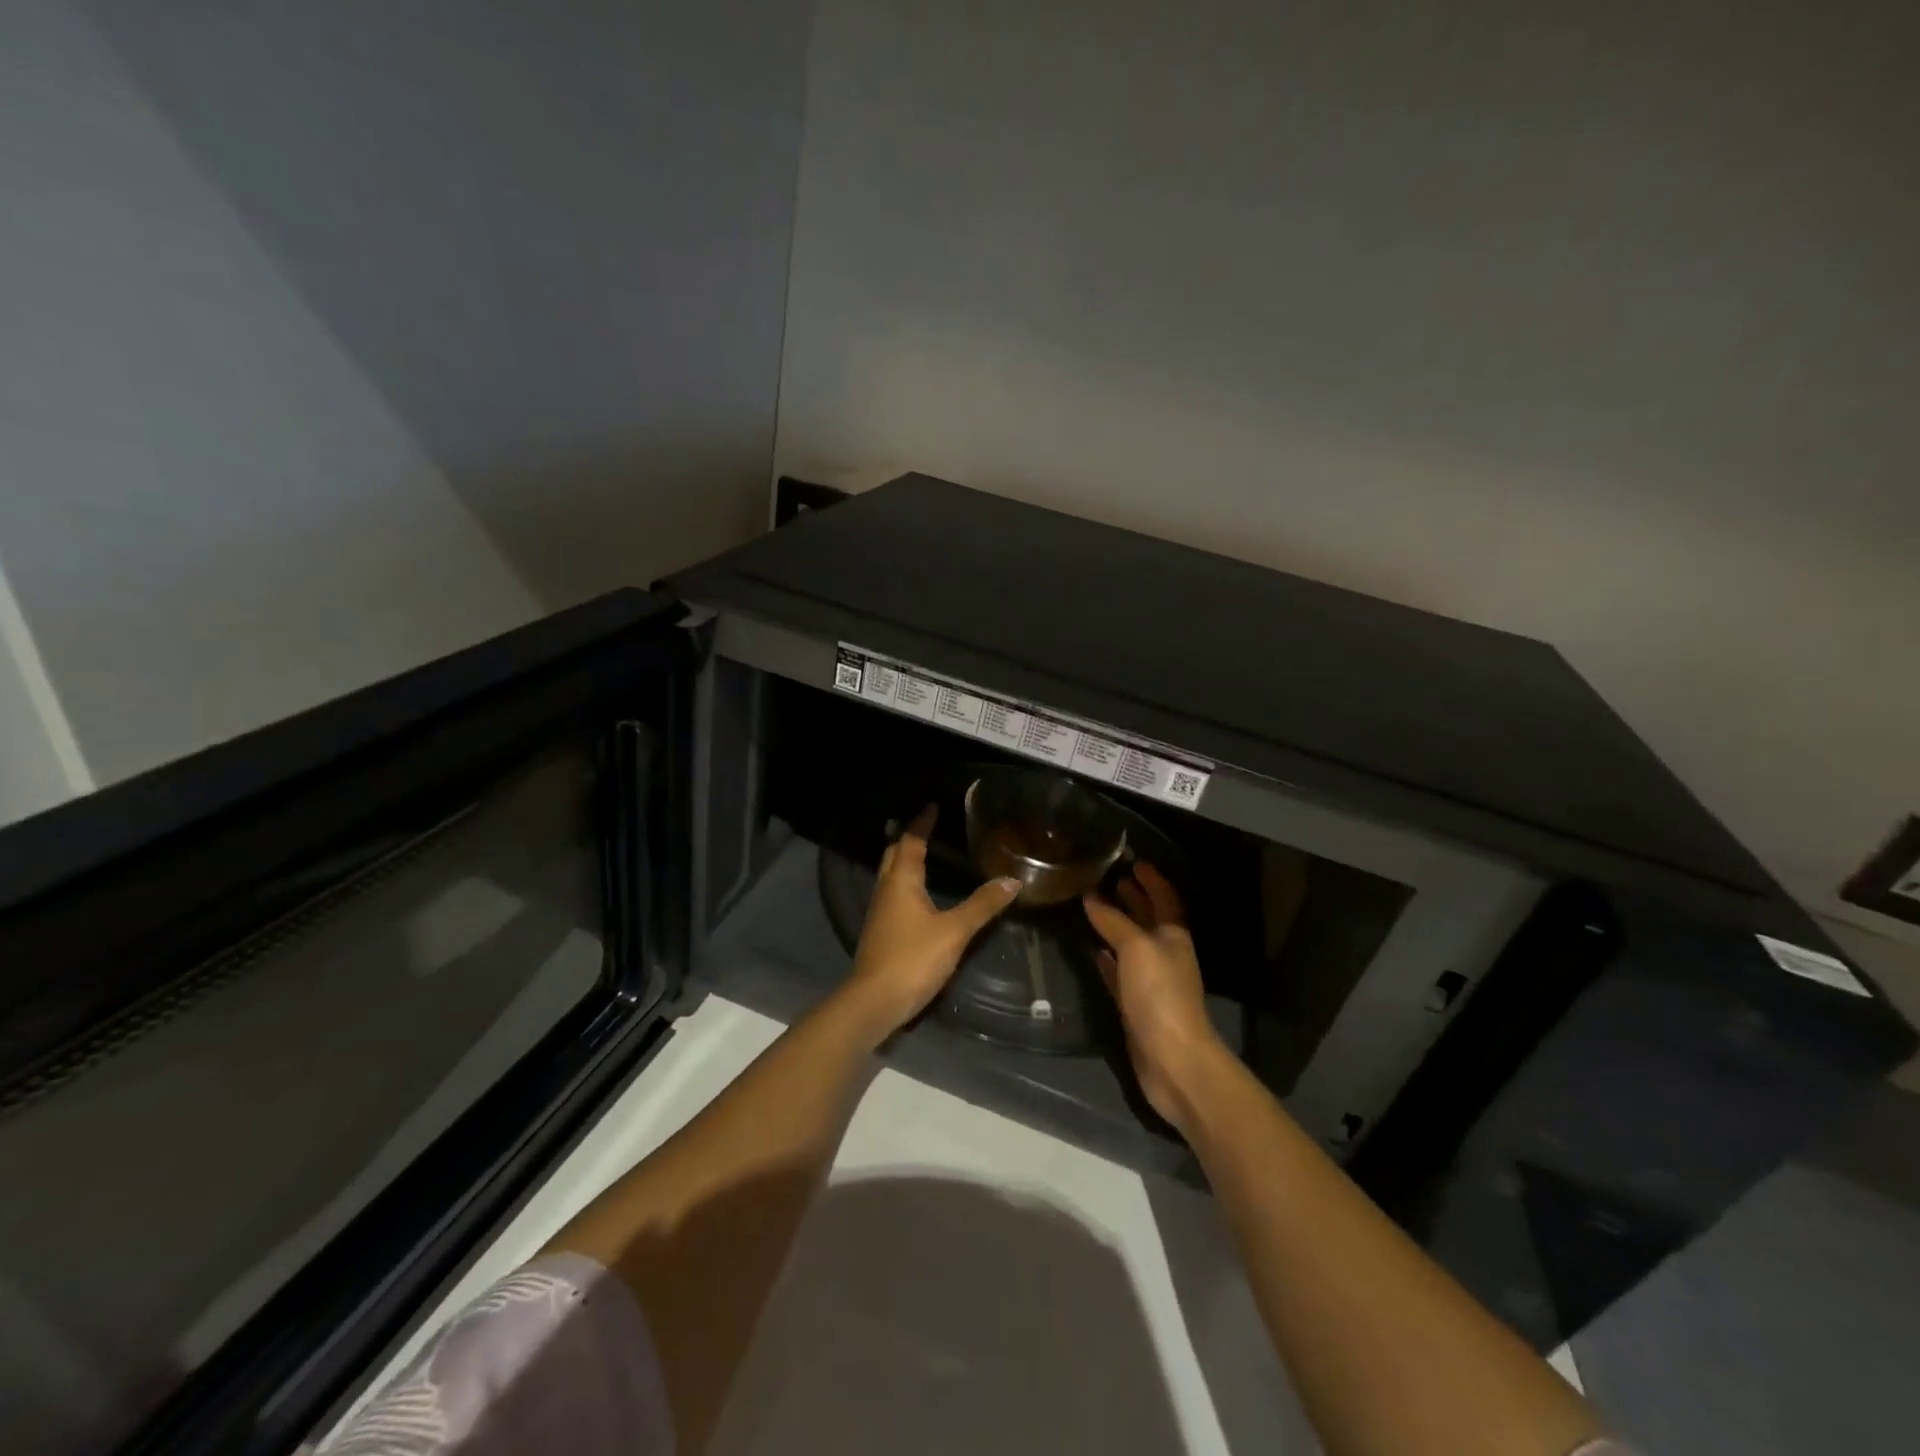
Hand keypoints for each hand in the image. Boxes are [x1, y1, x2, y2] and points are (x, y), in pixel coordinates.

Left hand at [845, 806, 1021, 1041]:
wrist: (875, 1002)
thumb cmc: (913, 958)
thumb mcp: (955, 931)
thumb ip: (982, 905)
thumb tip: (1012, 880)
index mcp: (901, 881)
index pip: (910, 841)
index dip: (921, 823)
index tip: (932, 807)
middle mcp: (886, 890)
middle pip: (893, 855)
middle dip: (908, 838)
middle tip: (926, 827)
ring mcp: (880, 913)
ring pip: (890, 875)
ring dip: (904, 861)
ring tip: (924, 854)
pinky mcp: (881, 933)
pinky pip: (893, 895)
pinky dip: (905, 884)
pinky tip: (918, 896)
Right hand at [1084, 864, 1227, 1130]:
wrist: (1173, 1060)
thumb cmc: (1160, 995)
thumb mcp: (1136, 948)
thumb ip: (1113, 921)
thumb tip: (1091, 897)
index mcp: (1173, 936)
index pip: (1164, 898)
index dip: (1152, 879)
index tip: (1133, 860)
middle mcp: (1164, 954)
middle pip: (1148, 919)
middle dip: (1133, 897)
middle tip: (1108, 877)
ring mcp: (1151, 982)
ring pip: (1131, 945)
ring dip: (1117, 926)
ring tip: (1092, 907)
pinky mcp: (1135, 1006)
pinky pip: (1119, 974)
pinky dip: (1107, 960)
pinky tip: (1092, 951)